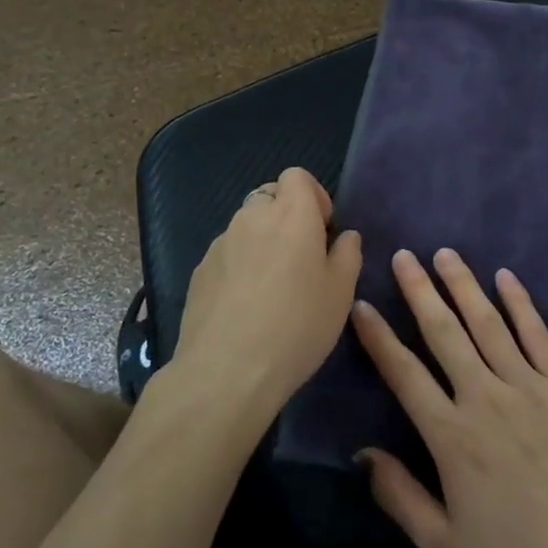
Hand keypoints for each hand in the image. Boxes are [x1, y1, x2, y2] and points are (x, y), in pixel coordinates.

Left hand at [174, 168, 361, 415]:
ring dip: (262, 240)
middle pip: (270, 196)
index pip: (297, 176)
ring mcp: (221, 243)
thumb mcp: (341, 293)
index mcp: (292, 214)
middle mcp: (253, 217)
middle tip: (301, 257)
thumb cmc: (297, 326)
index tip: (322, 230)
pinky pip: (227, 253)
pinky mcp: (200, 270)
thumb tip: (344, 236)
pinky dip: (239, 264)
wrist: (226, 371)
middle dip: (287, 216)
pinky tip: (246, 305)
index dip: (313, 196)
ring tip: (272, 285)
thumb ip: (347, 255)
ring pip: (246, 225)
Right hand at [351, 249, 547, 547]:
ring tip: (445, 254)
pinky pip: (537, 334)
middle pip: (444, 332)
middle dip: (420, 291)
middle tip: (403, 256)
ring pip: (488, 323)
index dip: (379, 337)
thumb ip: (401, 496)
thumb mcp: (446, 547)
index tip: (362, 305)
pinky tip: (506, 278)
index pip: (404, 373)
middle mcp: (485, 397)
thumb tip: (364, 452)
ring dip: (464, 285)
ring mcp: (529, 385)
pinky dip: (520, 303)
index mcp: (452, 435)